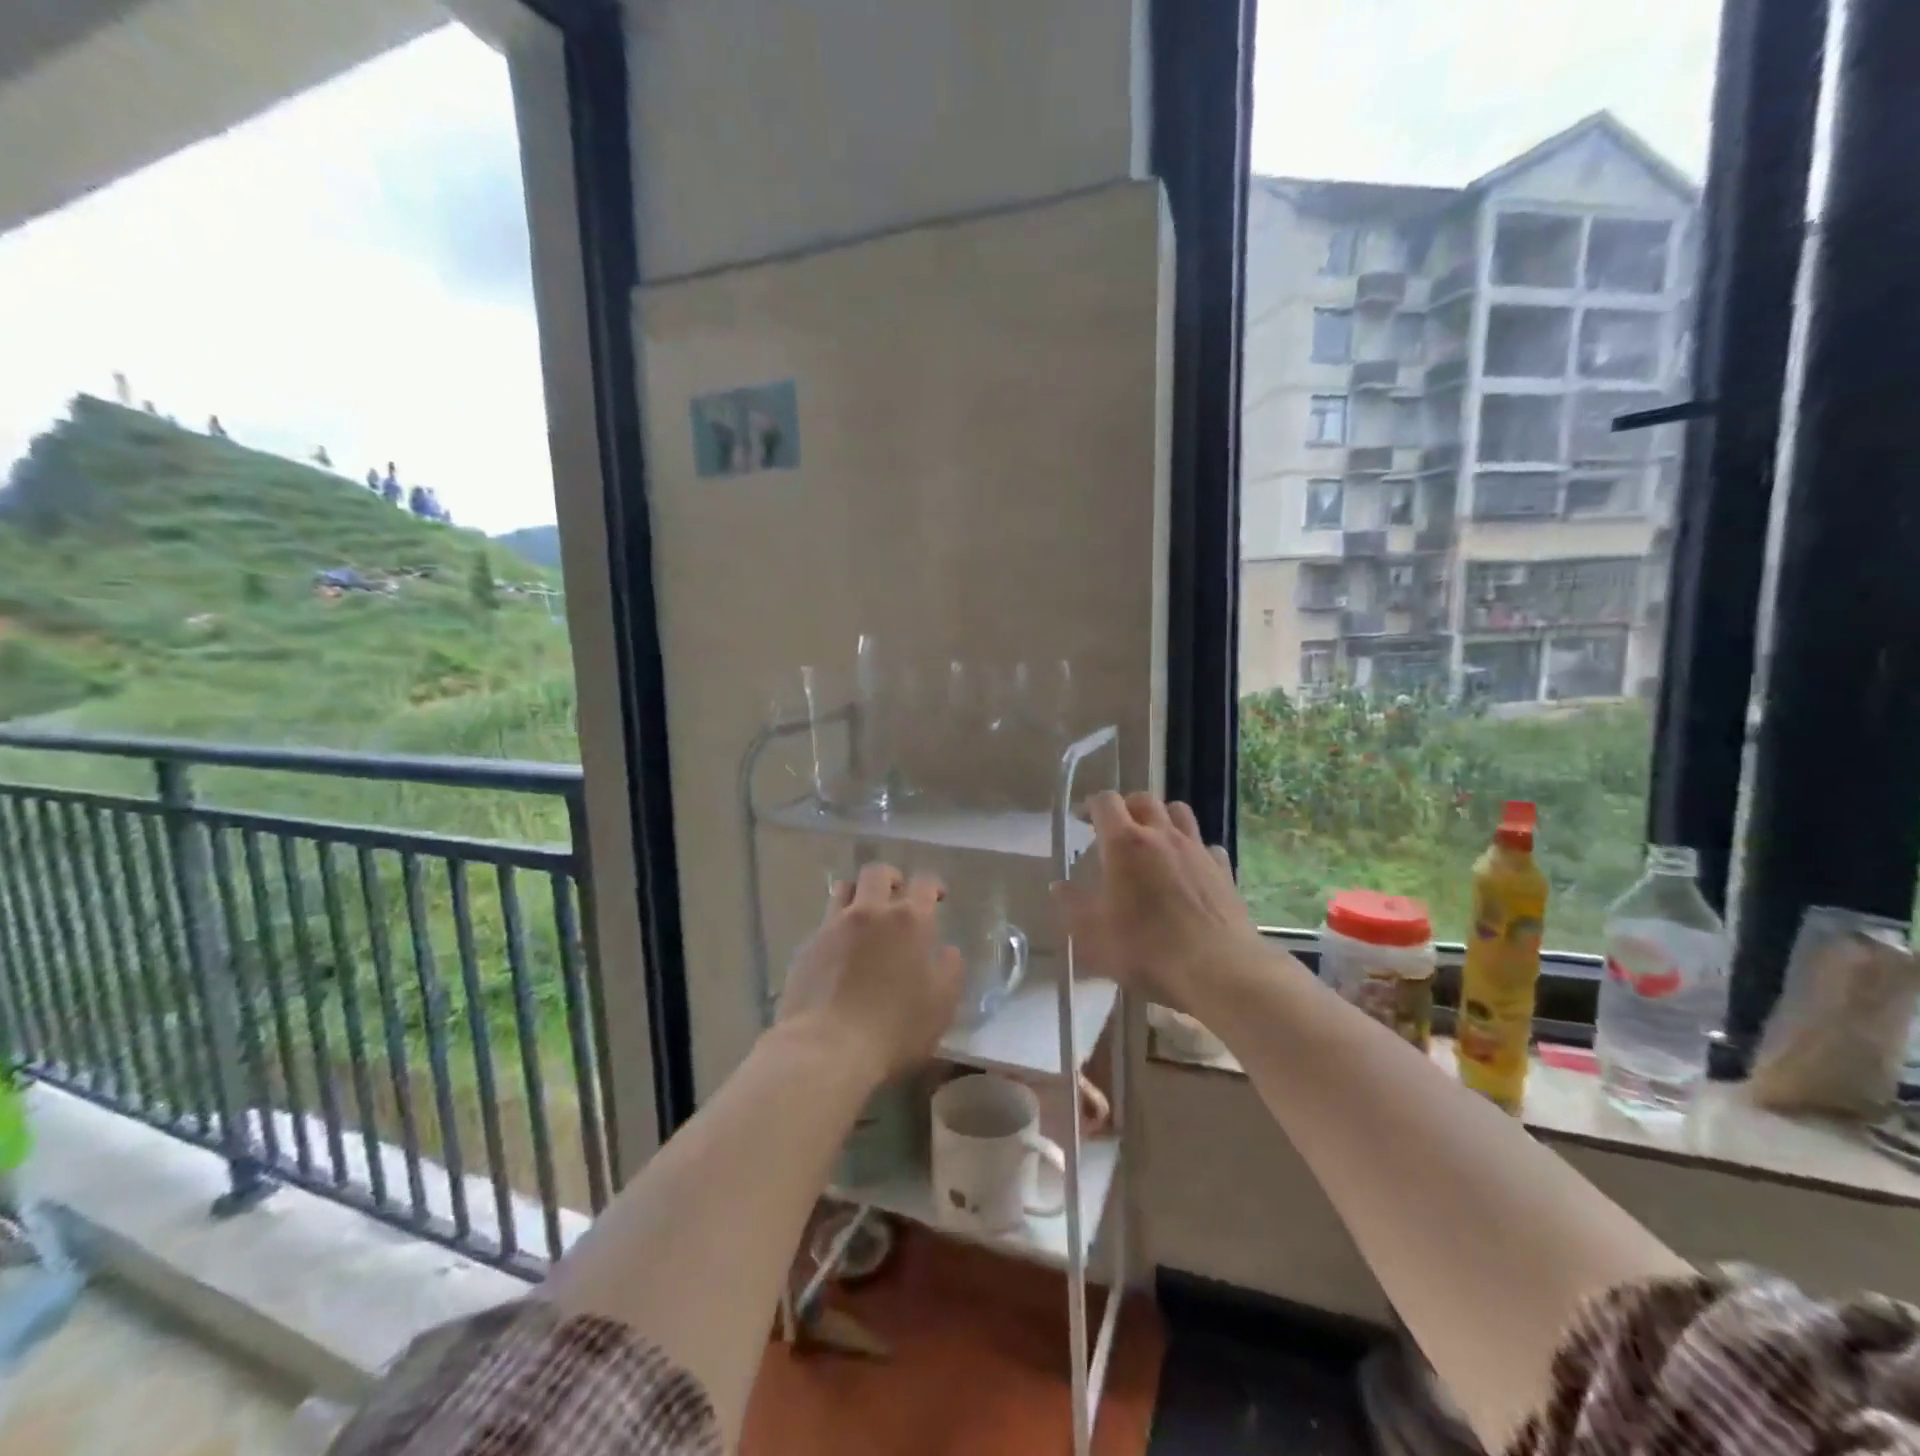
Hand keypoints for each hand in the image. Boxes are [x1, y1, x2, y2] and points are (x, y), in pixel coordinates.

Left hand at [777, 862, 963, 1085]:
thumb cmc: (895, 1027)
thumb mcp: (941, 1004)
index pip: (924, 883)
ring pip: (844, 888)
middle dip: (892, 879)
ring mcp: (834, 926)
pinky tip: (841, 950)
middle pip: (878, 873)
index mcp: (908, 920)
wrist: (827, 1047)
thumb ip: (950, 969)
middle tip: (899, 896)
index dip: (933, 886)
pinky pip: (825, 921)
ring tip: (865, 914)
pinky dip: (837, 926)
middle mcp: (870, 912)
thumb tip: (948, 950)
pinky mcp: (808, 946)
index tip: (938, 898)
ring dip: (859, 893)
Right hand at [1052, 791, 1265, 1012]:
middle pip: (1144, 800)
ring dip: (1162, 818)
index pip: (1106, 803)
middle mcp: (1162, 836)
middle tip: (1114, 828)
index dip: (1091, 806)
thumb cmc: (1147, 950)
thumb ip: (1073, 906)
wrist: (1219, 971)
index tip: (1082, 819)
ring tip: (1152, 839)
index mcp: (1124, 844)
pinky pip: (1206, 845)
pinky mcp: (1223, 870)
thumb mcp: (1095, 935)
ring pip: (1179, 813)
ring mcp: (1196, 850)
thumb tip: (1059, 886)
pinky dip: (1193, 849)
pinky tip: (1188, 869)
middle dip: (1126, 807)